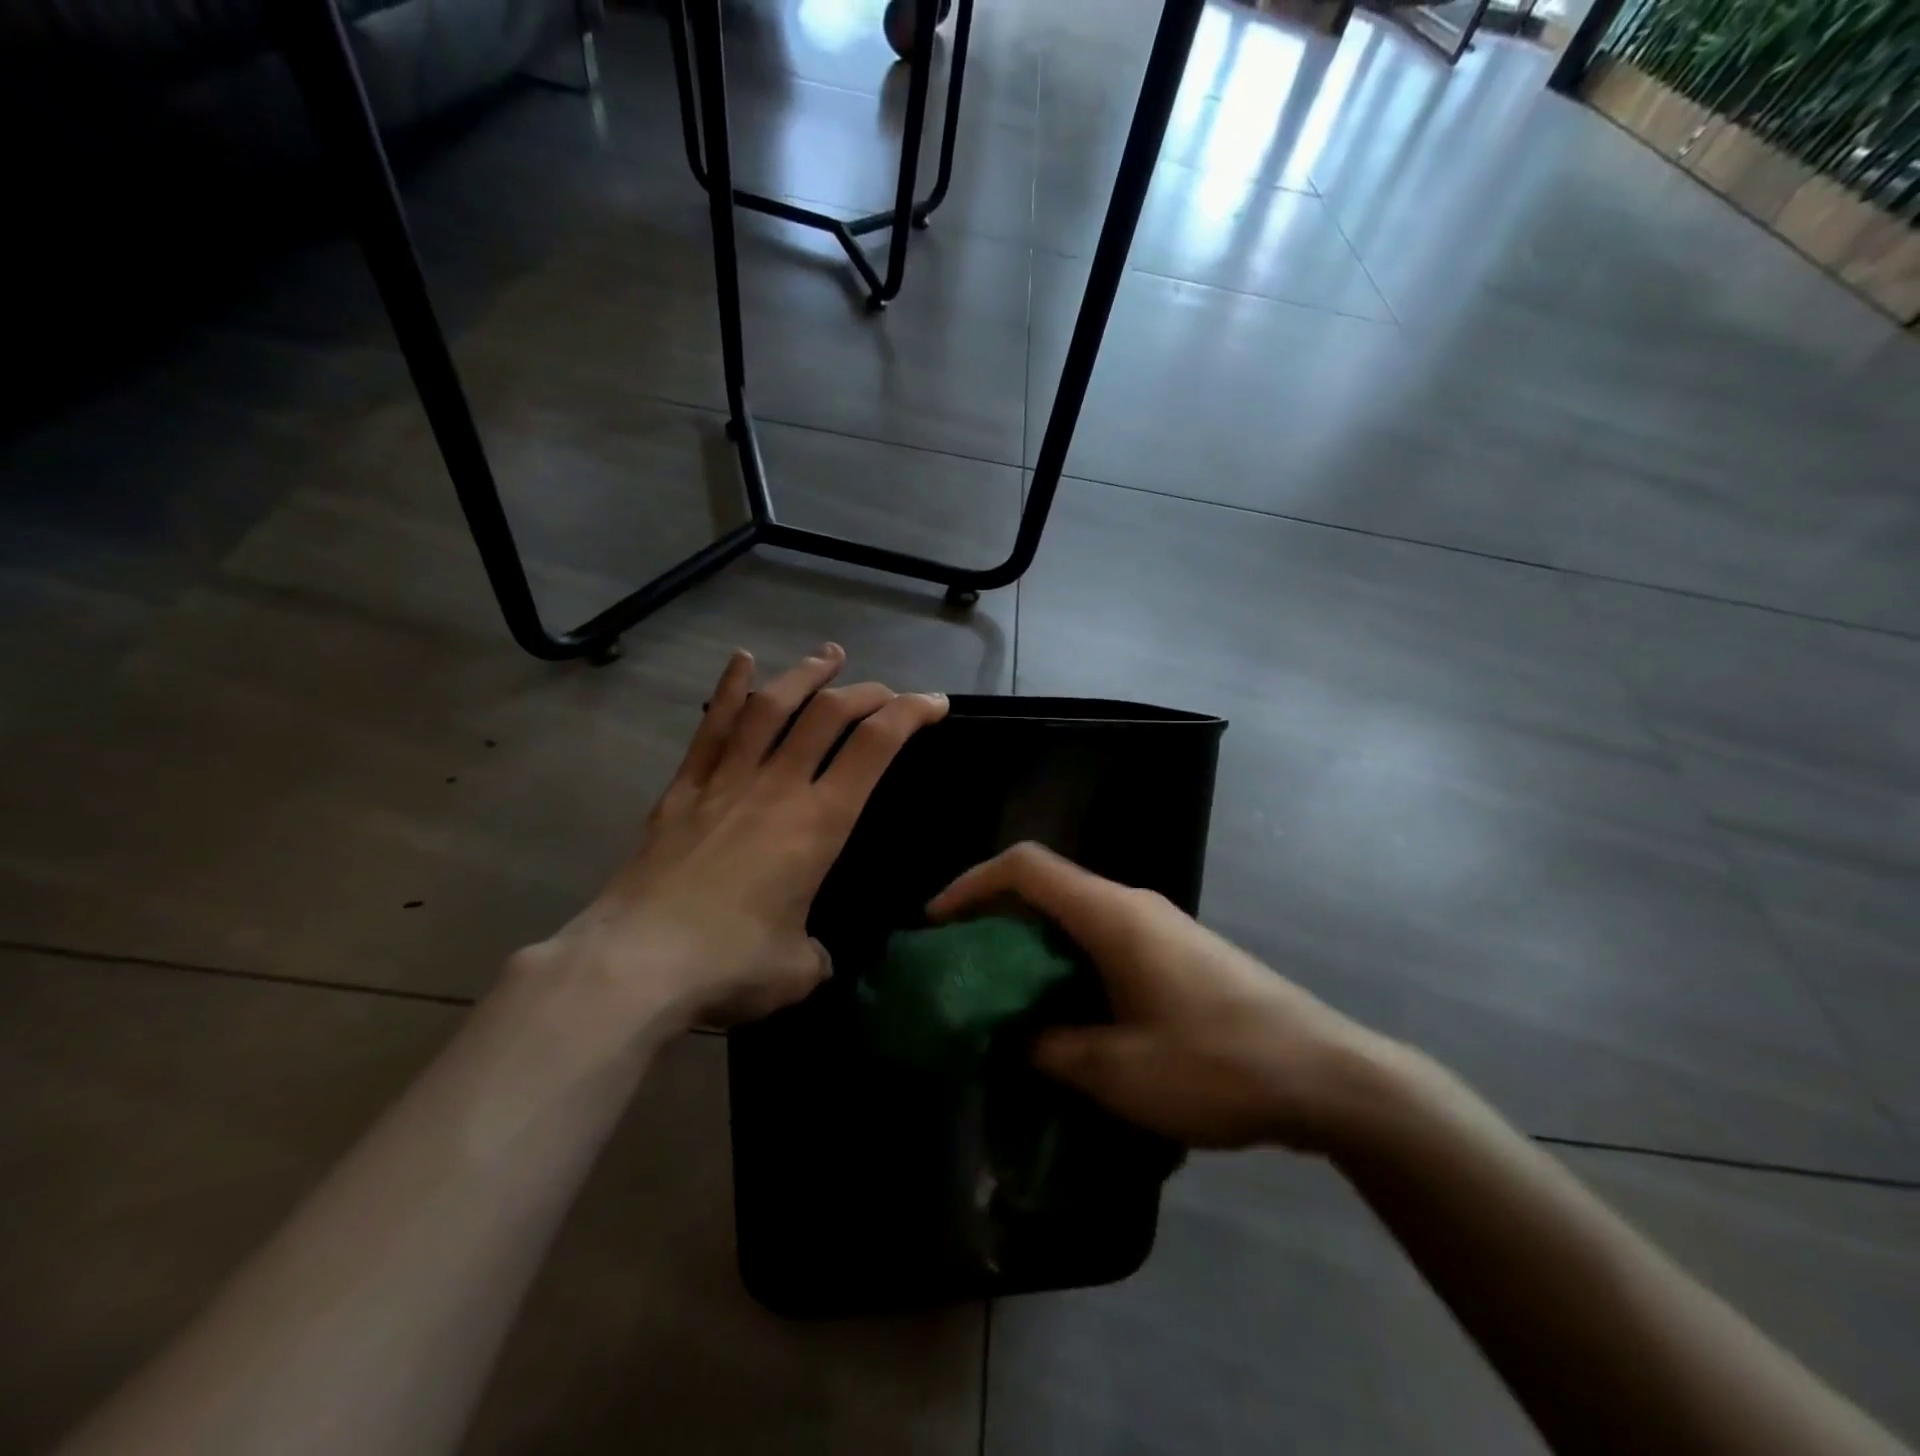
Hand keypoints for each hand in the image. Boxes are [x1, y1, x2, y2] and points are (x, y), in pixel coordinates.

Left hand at [525, 645, 947, 1029]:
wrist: (634, 967)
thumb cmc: (729, 966)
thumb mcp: (798, 970)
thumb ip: (816, 954)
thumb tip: (812, 954)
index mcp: (819, 824)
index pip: (875, 747)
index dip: (911, 714)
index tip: (935, 703)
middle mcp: (777, 788)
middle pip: (828, 715)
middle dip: (866, 693)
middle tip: (886, 691)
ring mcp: (725, 782)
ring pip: (772, 708)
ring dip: (805, 675)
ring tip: (829, 656)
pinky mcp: (682, 791)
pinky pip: (711, 729)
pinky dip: (730, 690)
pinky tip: (742, 660)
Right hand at [928, 843, 1384, 1151]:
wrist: (1329, 1075)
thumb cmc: (1217, 1064)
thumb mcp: (1118, 1071)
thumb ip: (1051, 1049)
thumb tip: (1015, 1037)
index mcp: (1112, 914)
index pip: (1027, 867)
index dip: (972, 884)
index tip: (937, 922)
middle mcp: (1133, 905)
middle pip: (1048, 886)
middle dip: (997, 918)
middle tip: (963, 966)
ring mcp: (1161, 927)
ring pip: (1077, 915)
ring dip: (1035, 945)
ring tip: (1005, 995)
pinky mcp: (1179, 953)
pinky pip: (1106, 940)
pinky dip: (1070, 962)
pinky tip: (1067, 1013)